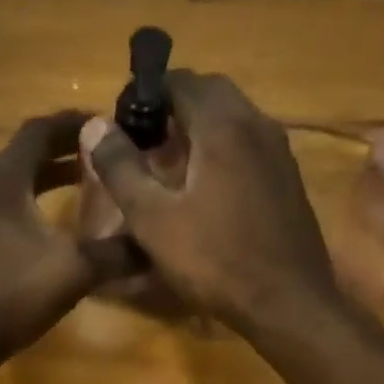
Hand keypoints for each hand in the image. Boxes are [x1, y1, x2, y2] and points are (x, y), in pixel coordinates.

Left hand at [0, 110, 141, 367]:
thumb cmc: (11, 297)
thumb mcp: (74, 271)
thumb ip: (117, 252)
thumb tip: (156, 244)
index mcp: (2, 182)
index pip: (39, 131)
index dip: (74, 123)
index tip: (107, 125)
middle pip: (23, 154)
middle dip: (63, 150)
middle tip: (101, 155)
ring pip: (10, 182)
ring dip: (45, 178)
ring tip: (81, 185)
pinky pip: (0, 208)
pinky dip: (28, 203)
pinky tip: (48, 228)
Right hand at [81, 72, 342, 337]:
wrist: (286, 302)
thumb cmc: (214, 260)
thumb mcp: (153, 220)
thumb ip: (121, 169)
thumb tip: (95, 125)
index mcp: (222, 126)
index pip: (181, 81)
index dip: (146, 95)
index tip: (122, 123)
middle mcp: (257, 125)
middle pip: (210, 93)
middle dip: (173, 107)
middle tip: (144, 142)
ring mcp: (279, 152)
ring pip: (233, 118)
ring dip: (199, 128)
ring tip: (169, 165)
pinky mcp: (288, 179)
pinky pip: (249, 145)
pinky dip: (222, 150)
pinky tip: (205, 189)